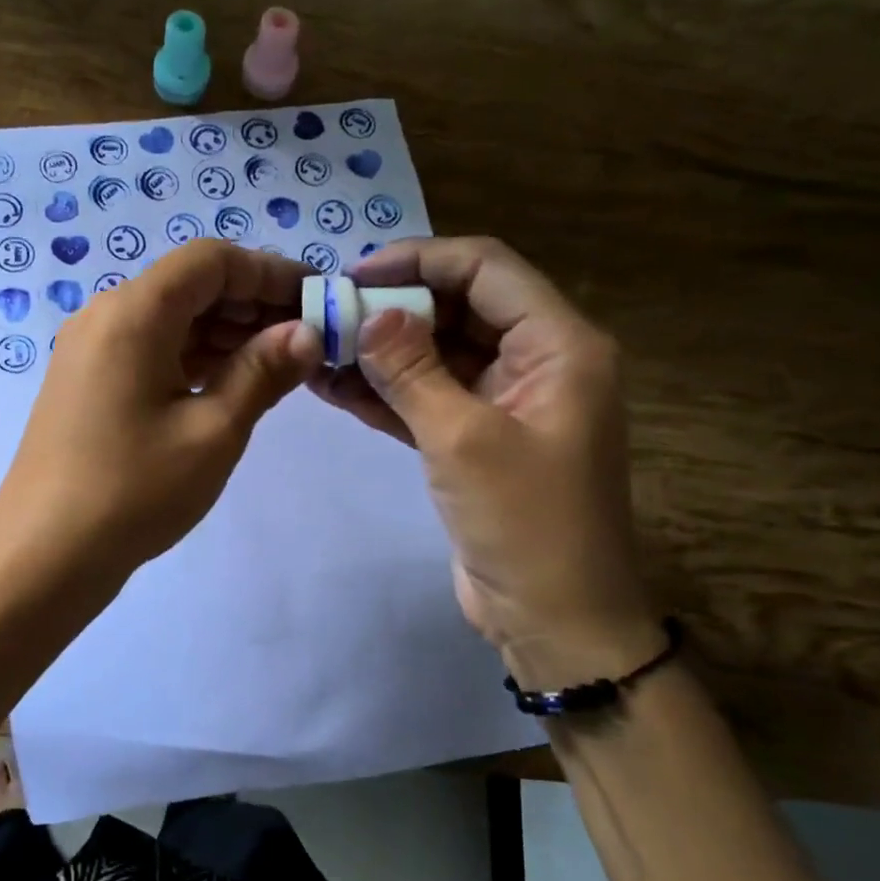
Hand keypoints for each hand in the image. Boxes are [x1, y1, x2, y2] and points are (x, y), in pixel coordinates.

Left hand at [0, 239, 321, 581]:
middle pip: (189, 285)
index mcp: (133, 312)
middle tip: (306, 337)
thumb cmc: (134, 491)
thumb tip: (307, 333)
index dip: (269, 272)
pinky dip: (193, 355)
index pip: (211, 260)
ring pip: (170, 318)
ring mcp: (90, 349)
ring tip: (278, 364)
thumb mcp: (213, 431)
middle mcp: (106, 315)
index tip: (315, 299)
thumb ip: (262, 372)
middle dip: (251, 303)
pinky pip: (150, 348)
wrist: (43, 556)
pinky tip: (230, 383)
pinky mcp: (87, 381)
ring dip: (224, 331)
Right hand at [309, 237, 663, 689]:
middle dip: (394, 306)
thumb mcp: (462, 438)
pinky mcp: (477, 439)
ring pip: (438, 354)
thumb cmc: (525, 523)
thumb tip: (371, 315)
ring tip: (319, 345)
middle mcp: (538, 362)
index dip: (420, 260)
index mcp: (559, 345)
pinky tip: (333, 386)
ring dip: (382, 351)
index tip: (356, 274)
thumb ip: (412, 370)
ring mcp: (506, 402)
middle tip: (329, 312)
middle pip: (460, 308)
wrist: (555, 620)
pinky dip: (386, 392)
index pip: (486, 269)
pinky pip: (429, 397)